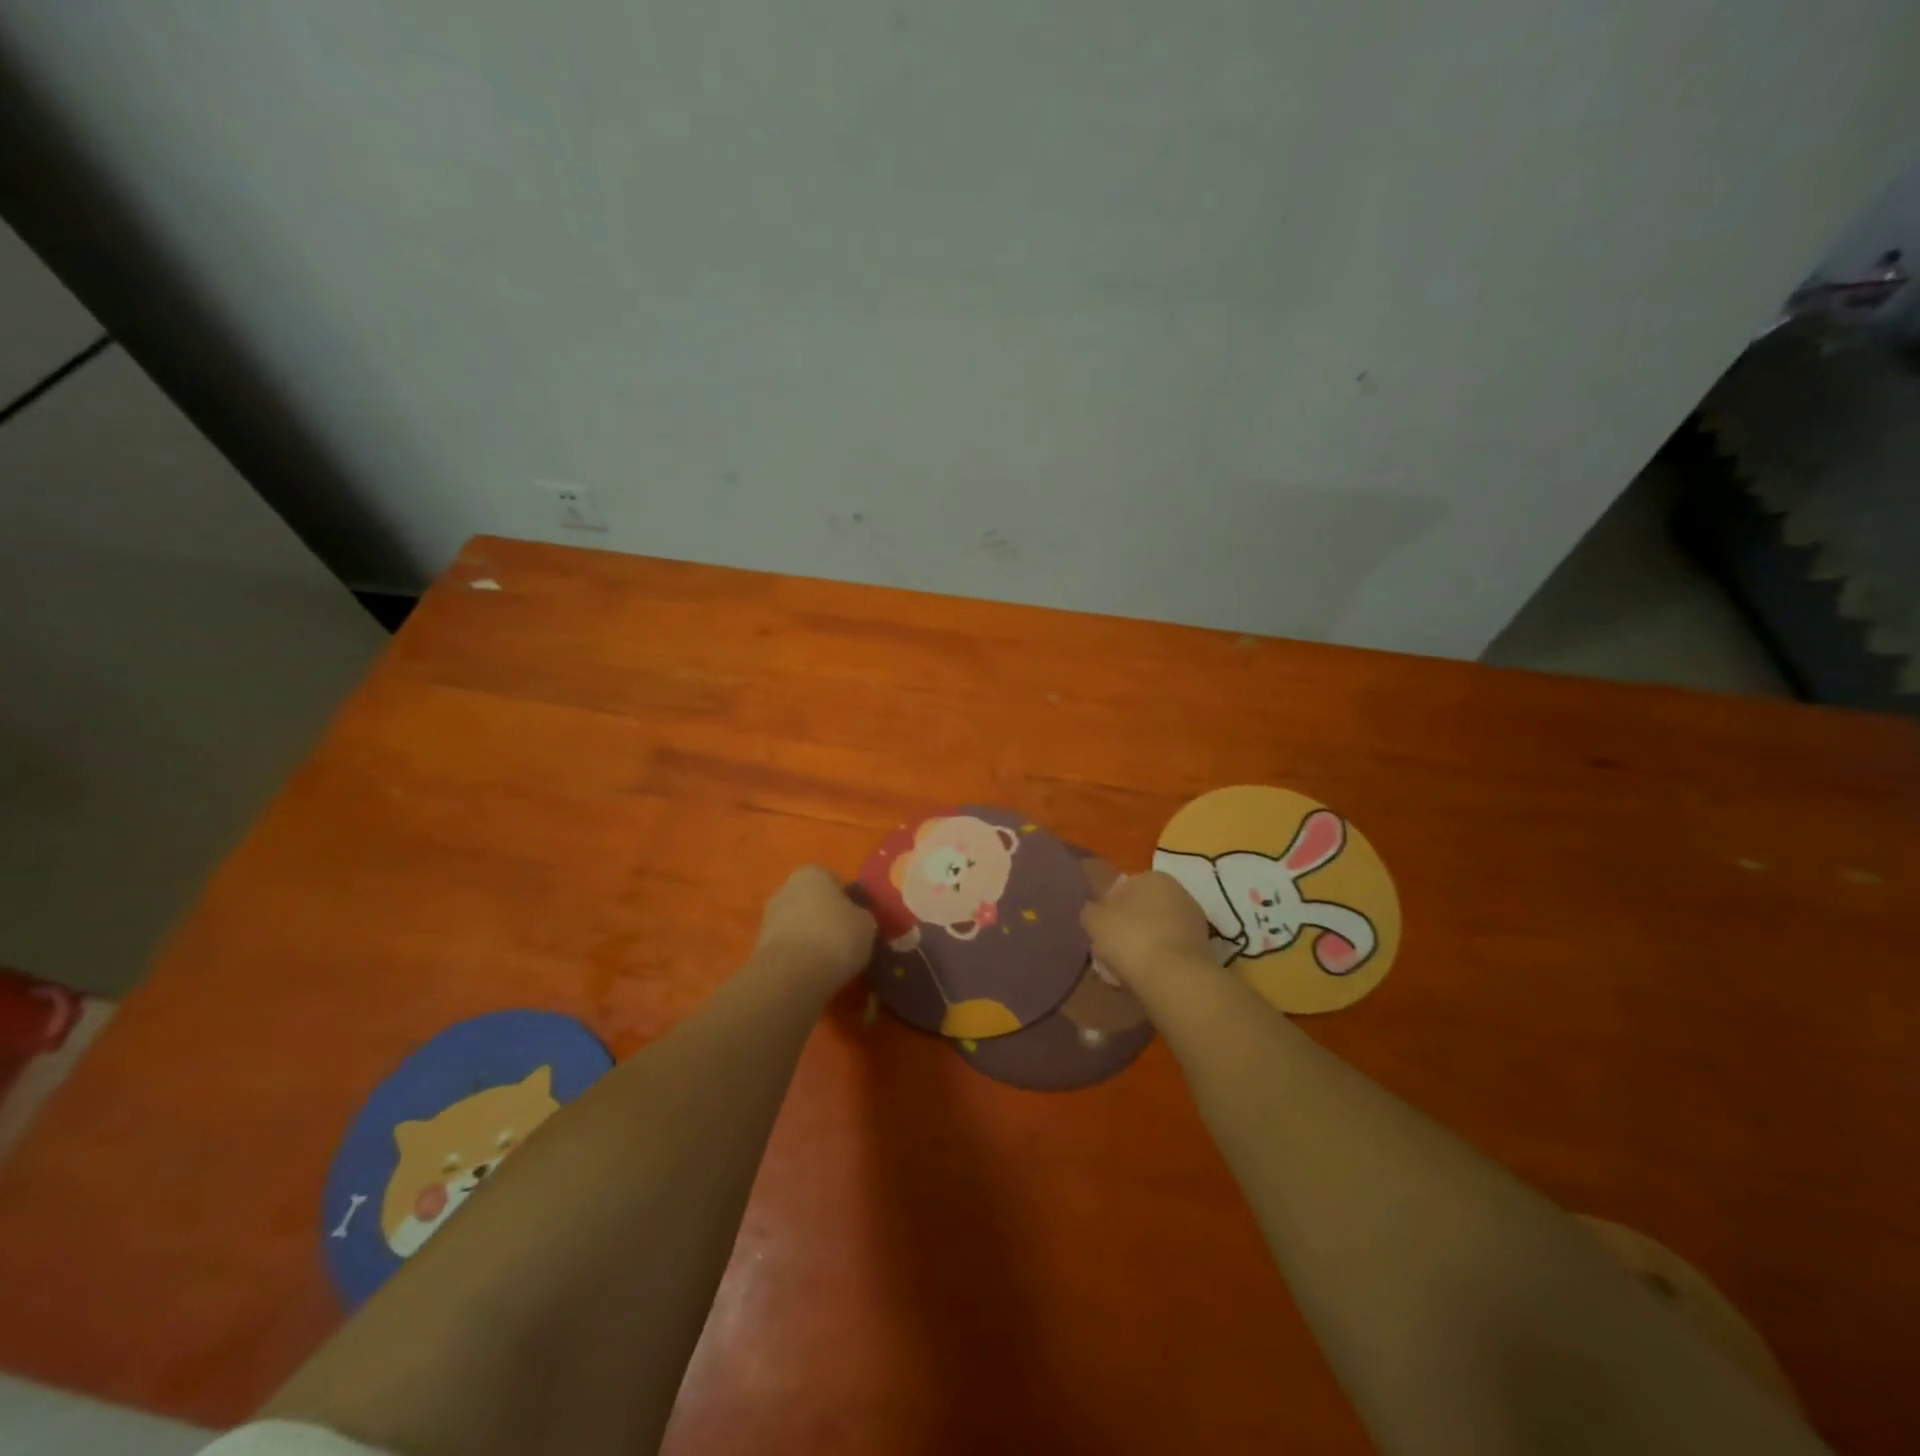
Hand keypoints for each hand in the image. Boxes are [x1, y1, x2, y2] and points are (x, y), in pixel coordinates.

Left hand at [753, 866, 876, 987]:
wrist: (792, 975)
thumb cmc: (836, 937)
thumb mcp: (867, 924)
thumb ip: (861, 915)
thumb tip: (857, 919)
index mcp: (813, 873)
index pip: (835, 880)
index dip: (848, 901)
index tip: (858, 921)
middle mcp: (786, 887)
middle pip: (813, 900)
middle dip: (826, 916)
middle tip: (845, 939)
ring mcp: (769, 916)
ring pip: (799, 923)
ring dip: (811, 936)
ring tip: (830, 959)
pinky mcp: (759, 945)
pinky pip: (788, 945)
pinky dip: (799, 954)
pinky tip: (813, 970)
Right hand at [1081, 871, 1215, 990]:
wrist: (1175, 979)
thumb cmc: (1131, 938)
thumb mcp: (1094, 919)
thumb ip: (1091, 910)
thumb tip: (1094, 911)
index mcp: (1154, 877)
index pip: (1124, 887)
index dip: (1108, 907)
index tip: (1099, 928)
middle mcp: (1179, 892)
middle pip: (1142, 910)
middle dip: (1126, 926)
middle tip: (1109, 948)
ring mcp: (1194, 922)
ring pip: (1156, 932)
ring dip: (1142, 945)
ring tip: (1124, 968)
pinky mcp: (1202, 951)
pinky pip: (1170, 952)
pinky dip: (1157, 961)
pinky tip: (1144, 978)